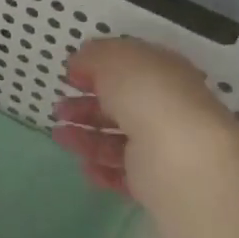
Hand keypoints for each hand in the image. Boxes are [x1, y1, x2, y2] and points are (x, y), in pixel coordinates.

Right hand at [51, 38, 238, 203]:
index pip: (130, 68)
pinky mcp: (156, 182)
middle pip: (121, 106)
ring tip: (60, 137)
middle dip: (87, 106)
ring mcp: (162, 146)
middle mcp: (166, 107)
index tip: (69, 76)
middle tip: (59, 110)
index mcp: (164, 73)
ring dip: (86, 138)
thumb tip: (80, 63)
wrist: (179, 158)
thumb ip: (94, 56)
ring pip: (118, 140)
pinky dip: (102, 169)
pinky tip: (85, 166)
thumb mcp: (115, 59)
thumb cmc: (147, 97)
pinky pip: (123, 173)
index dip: (98, 69)